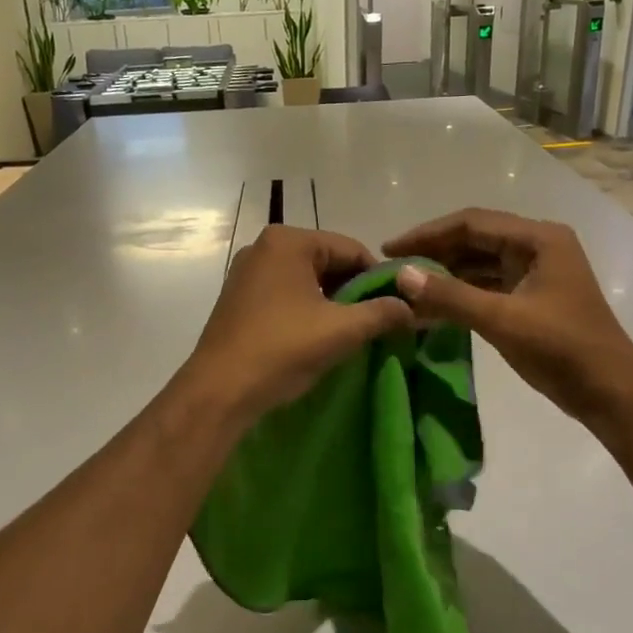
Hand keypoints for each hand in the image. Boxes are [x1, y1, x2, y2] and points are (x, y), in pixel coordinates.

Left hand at [181, 226, 413, 424]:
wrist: (219, 391)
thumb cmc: (282, 350)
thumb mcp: (342, 330)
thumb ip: (382, 313)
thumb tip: (413, 308)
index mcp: (288, 241)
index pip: (351, 249)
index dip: (380, 278)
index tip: (398, 307)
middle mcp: (263, 247)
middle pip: (327, 262)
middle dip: (354, 291)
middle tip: (376, 322)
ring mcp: (245, 272)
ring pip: (305, 280)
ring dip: (331, 302)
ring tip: (350, 332)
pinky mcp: (237, 298)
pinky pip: (284, 294)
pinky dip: (306, 309)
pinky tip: (316, 336)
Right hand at [385, 208, 632, 426]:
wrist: (609, 390)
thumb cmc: (561, 348)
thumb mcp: (501, 320)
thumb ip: (450, 296)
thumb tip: (402, 274)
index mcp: (538, 239)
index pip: (471, 223)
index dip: (426, 235)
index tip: (388, 250)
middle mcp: (537, 247)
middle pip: (474, 240)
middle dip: (433, 254)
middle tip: (392, 270)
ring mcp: (535, 273)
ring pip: (479, 265)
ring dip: (444, 276)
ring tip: (406, 290)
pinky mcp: (531, 299)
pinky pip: (487, 287)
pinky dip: (460, 295)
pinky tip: (432, 309)